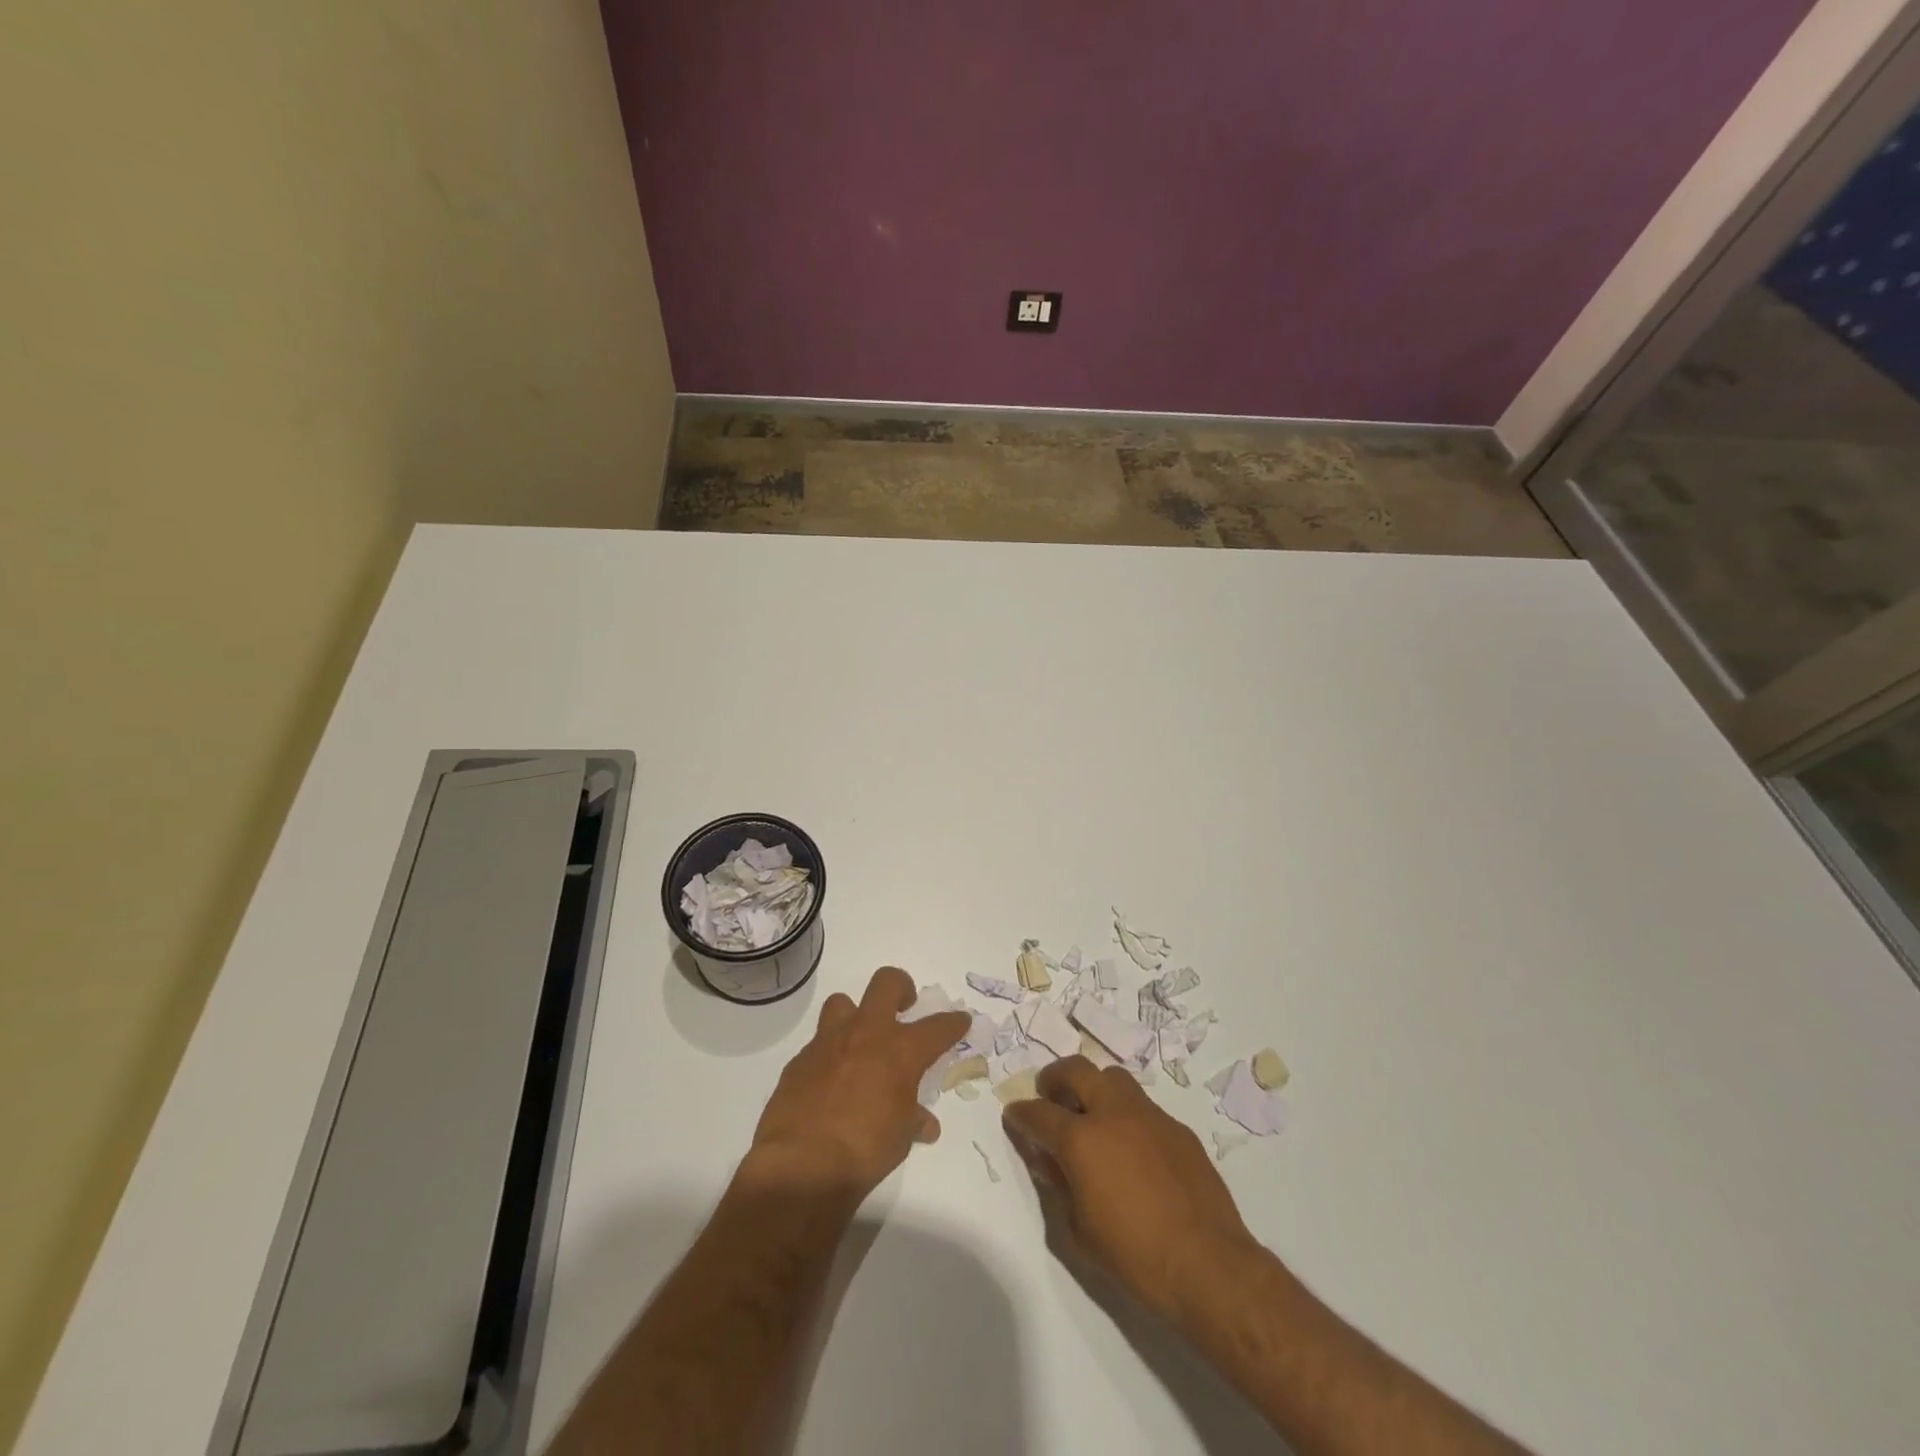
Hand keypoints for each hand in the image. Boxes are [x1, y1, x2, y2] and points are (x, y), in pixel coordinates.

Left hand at [747, 966, 969, 1201]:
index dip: (953, 1022)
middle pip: (887, 982)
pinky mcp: (800, 1059)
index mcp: (901, 1050)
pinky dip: (830, 1055)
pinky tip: (831, 1080)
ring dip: (855, 1016)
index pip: (938, 1027)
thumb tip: (925, 1124)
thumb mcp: (901, 1138)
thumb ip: (913, 1120)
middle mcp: (867, 1033)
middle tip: (904, 1007)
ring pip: (843, 1002)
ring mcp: (829, 1041)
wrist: (802, 1163)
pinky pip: (818, 1044)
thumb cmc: (865, 1150)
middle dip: (901, 988)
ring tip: (860, 1041)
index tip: (961, 1020)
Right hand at [1002, 1055, 1260, 1323]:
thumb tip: (1050, 1160)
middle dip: (1055, 1077)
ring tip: (1091, 1113)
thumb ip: (1060, 1186)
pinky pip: (1144, 1108)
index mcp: (1081, 1140)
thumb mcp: (1080, 1231)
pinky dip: (1127, 1115)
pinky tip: (1132, 1147)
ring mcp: (1149, 1116)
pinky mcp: (1178, 1128)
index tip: (1014, 1115)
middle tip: (1049, 1094)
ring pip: (1113, 1078)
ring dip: (1094, 1087)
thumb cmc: (1135, 1257)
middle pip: (1076, 1070)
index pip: (1039, 1114)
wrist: (1208, 1265)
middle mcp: (1113, 1114)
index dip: (1021, 1114)